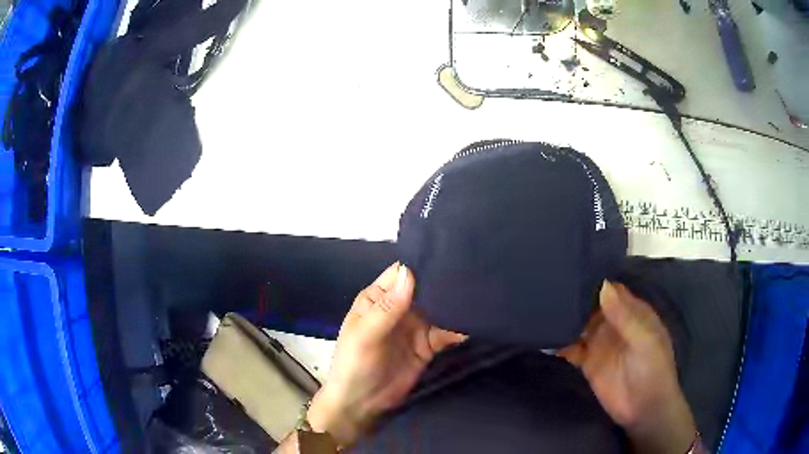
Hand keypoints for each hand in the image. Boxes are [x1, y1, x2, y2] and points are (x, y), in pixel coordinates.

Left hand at [307, 263, 465, 446]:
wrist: (362, 405)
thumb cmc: (354, 365)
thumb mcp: (365, 335)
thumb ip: (387, 307)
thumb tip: (410, 272)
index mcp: (378, 298)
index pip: (403, 273)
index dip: (423, 264)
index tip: (450, 255)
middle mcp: (399, 307)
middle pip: (426, 289)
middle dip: (446, 282)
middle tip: (475, 273)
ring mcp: (416, 327)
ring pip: (440, 308)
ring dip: (456, 305)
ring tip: (481, 295)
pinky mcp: (428, 345)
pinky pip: (447, 332)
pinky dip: (461, 328)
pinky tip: (477, 323)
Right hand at [560, 282, 696, 453]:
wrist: (644, 409)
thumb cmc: (652, 369)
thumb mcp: (644, 340)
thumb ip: (624, 316)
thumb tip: (602, 286)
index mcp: (633, 313)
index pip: (612, 290)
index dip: (596, 282)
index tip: (573, 269)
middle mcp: (614, 324)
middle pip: (592, 305)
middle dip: (576, 297)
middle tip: (549, 285)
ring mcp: (600, 343)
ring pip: (580, 324)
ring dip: (565, 318)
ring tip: (542, 306)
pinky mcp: (587, 363)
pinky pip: (571, 348)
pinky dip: (559, 342)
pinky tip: (543, 335)